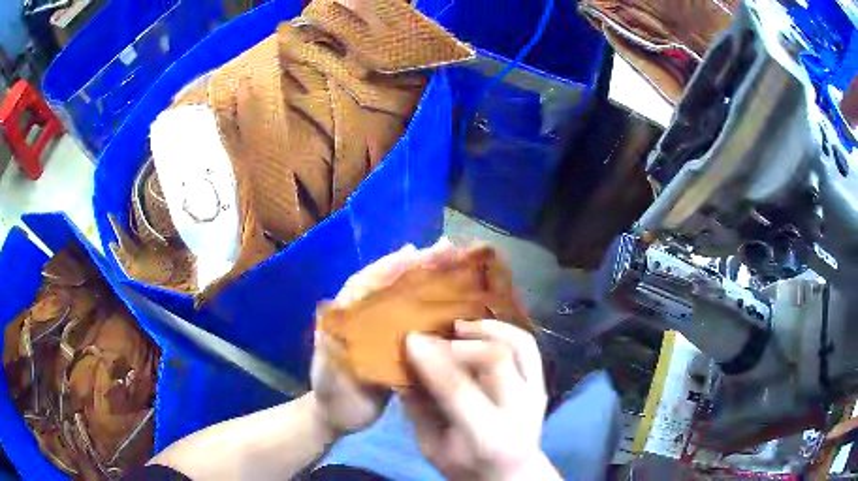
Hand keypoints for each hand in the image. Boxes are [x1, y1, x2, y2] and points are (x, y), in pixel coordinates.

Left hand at [311, 240, 456, 434]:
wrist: (340, 417)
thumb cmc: (330, 393)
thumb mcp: (328, 372)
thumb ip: (330, 349)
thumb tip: (340, 318)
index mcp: (347, 316)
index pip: (367, 283)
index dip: (388, 267)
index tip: (413, 252)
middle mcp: (367, 317)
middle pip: (391, 285)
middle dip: (416, 265)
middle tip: (446, 249)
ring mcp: (384, 332)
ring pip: (407, 300)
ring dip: (428, 281)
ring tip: (454, 265)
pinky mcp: (399, 348)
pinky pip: (417, 324)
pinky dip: (434, 311)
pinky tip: (455, 305)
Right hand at [403, 320, 559, 480]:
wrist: (512, 474)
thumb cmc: (466, 466)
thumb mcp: (432, 448)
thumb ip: (419, 410)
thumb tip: (402, 368)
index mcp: (487, 436)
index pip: (459, 390)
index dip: (432, 361)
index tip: (410, 340)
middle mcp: (519, 411)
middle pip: (495, 360)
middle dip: (458, 343)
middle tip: (430, 336)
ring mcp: (536, 394)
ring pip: (519, 346)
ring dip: (486, 329)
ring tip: (457, 326)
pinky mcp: (542, 384)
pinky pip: (528, 346)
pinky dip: (504, 330)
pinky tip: (481, 328)